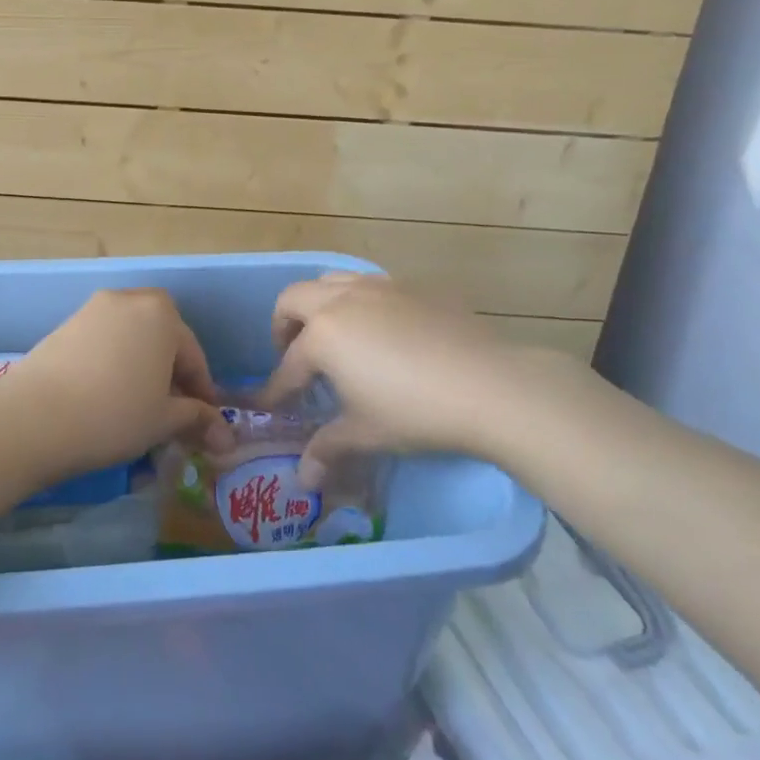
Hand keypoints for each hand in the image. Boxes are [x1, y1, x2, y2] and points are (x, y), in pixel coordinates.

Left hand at [1, 289, 229, 479]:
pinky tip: (106, 397)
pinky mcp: (64, 326)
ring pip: (130, 339)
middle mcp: (128, 300)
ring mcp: (92, 310)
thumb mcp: (163, 420)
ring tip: (138, 406)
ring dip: (141, 367)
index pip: (193, 355)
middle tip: (171, 409)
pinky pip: (102, 343)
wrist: (34, 417)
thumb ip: (197, 419)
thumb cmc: (114, 414)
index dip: (202, 392)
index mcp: (161, 314)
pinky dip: (113, 365)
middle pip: (161, 337)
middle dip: (171, 371)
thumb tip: (225, 436)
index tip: (205, 423)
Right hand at [262, 273, 583, 486]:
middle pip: (293, 299)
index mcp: (323, 335)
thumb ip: (327, 449)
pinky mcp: (412, 287)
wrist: (491, 386)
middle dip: (283, 327)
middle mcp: (342, 300)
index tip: (268, 405)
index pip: (287, 366)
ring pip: (330, 281)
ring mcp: (378, 287)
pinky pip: (370, 285)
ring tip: (333, 335)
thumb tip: (303, 479)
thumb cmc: (416, 412)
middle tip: (294, 356)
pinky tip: (381, 332)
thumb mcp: (365, 434)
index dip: (276, 390)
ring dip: (318, 304)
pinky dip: (358, 302)